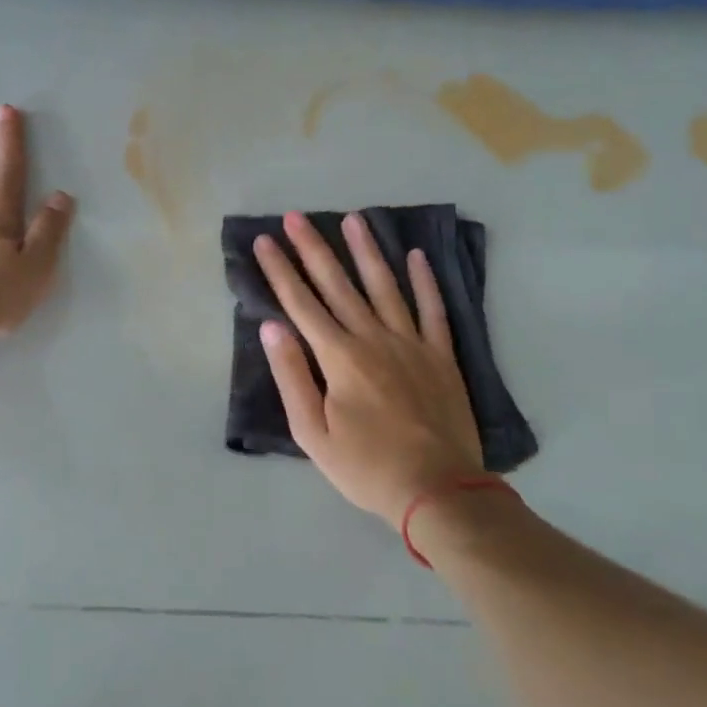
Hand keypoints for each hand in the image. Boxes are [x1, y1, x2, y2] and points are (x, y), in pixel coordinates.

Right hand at [255, 211, 480, 522]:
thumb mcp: (313, 433)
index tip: (266, 240)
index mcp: (339, 357)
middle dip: (313, 248)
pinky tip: (416, 256)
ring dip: (367, 251)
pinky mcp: (441, 355)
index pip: (301, 303)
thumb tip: (272, 327)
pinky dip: (425, 281)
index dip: (280, 270)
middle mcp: (373, 338)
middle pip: (338, 285)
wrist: (438, 490)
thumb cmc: (365, 466)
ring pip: (385, 286)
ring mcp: (411, 343)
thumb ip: (292, 376)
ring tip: (354, 219)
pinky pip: (433, 310)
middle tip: (297, 216)